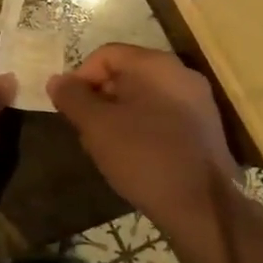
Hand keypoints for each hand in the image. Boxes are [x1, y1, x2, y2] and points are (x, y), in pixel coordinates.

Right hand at [46, 43, 235, 228]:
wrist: (203, 207)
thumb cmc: (144, 156)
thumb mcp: (96, 126)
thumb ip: (72, 97)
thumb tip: (57, 81)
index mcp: (155, 64)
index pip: (106, 55)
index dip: (80, 78)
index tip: (70, 109)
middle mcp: (180, 73)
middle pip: (126, 74)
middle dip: (100, 99)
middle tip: (86, 130)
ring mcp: (198, 101)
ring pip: (144, 96)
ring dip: (120, 115)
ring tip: (107, 147)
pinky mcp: (206, 128)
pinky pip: (163, 115)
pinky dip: (143, 127)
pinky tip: (134, 156)